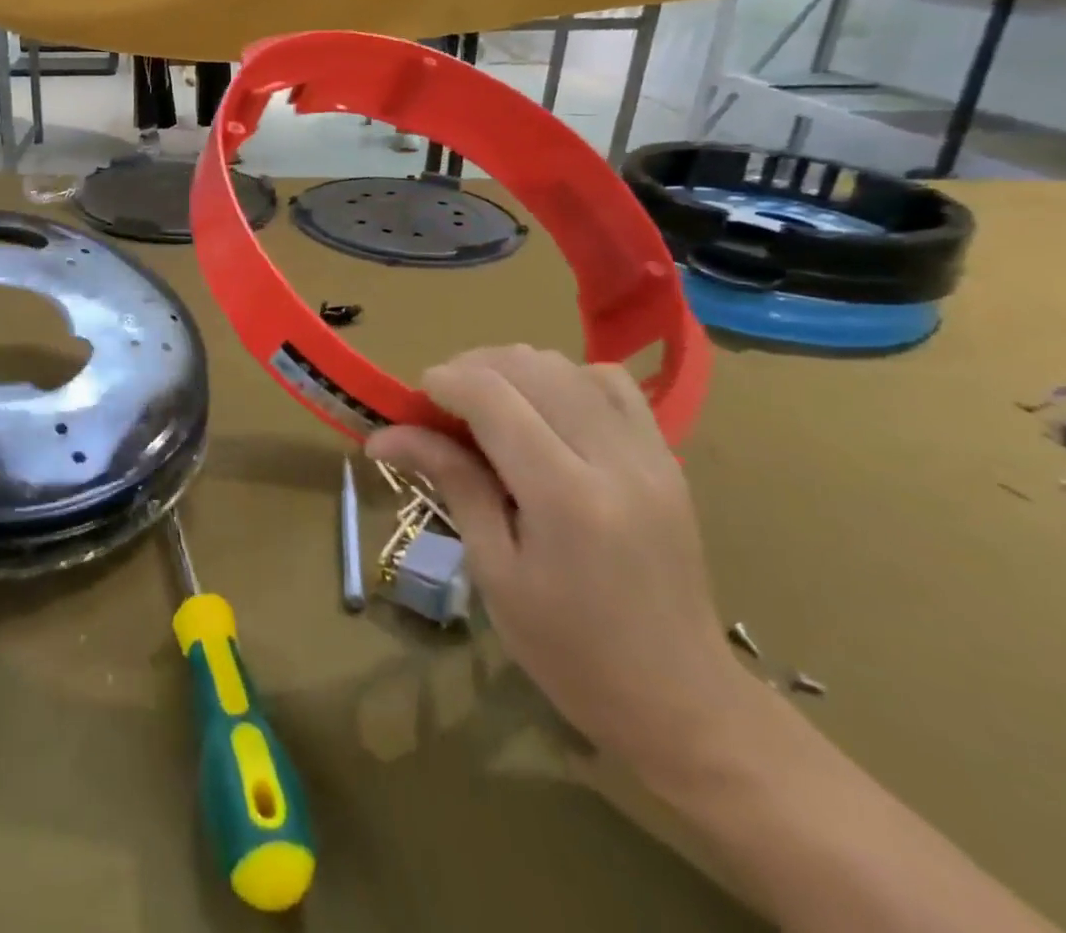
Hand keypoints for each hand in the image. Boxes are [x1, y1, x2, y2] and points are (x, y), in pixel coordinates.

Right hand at [367, 345, 754, 784]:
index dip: (442, 382)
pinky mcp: (667, 458)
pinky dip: (565, 379)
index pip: (492, 396)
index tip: (411, 404)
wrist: (681, 700)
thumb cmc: (569, 649)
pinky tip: (545, 411)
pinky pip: (612, 384)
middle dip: (471, 369)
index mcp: (566, 497)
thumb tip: (384, 435)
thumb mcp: (493, 570)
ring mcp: (650, 454)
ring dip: (514, 370)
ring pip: (567, 366)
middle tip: (441, 409)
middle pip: (528, 367)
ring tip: (487, 407)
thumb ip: (451, 482)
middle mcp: (614, 459)